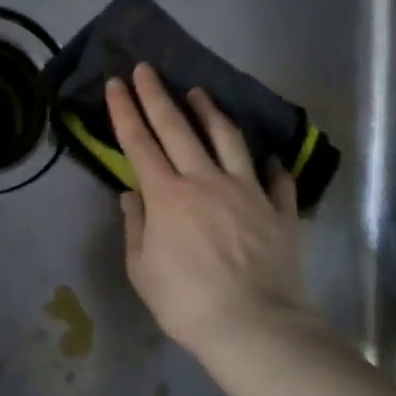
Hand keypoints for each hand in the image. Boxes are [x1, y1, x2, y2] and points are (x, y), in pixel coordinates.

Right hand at [105, 64, 317, 356]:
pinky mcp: (279, 209)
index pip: (139, 142)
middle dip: (157, 94)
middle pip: (178, 127)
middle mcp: (205, 180)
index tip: (116, 83)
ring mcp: (247, 191)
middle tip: (146, 68)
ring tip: (199, 92)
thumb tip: (132, 194)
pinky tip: (268, 157)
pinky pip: (276, 178)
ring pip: (227, 138)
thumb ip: (136, 226)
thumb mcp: (142, 270)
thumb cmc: (187, 303)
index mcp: (167, 196)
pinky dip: (270, 164)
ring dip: (210, 112)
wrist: (255, 327)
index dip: (125, 110)